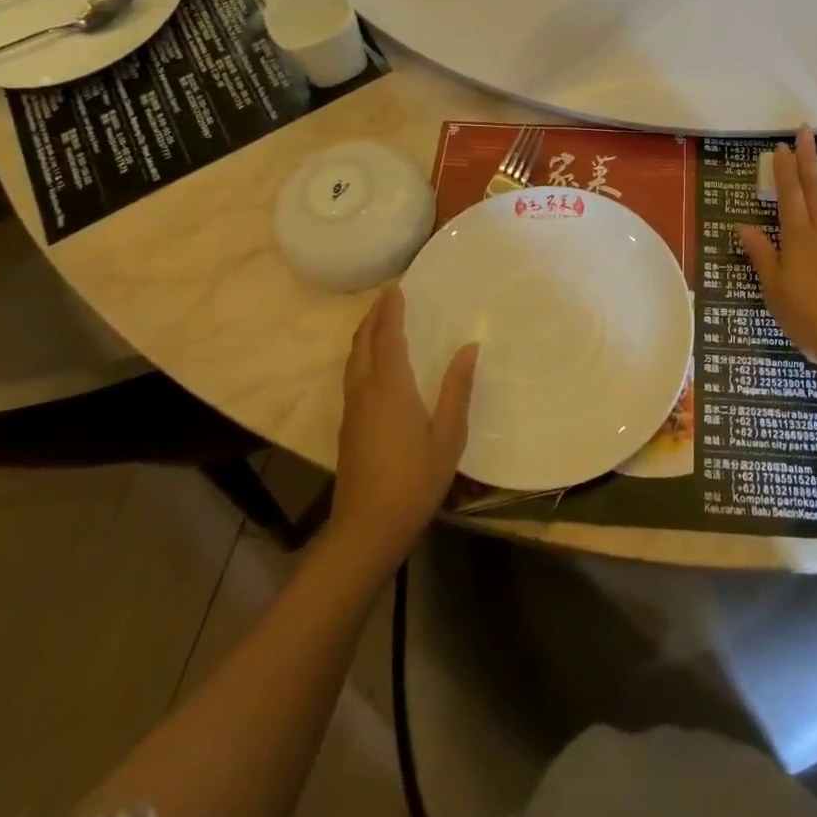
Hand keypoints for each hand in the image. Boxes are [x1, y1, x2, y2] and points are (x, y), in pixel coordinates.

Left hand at [331, 288, 476, 571]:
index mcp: (390, 388)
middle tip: (389, 296)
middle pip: (363, 342)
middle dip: (374, 316)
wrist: (366, 529)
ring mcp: (352, 409)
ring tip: (381, 320)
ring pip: (353, 358)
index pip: (387, 337)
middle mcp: (365, 390)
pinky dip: (362, 354)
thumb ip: (457, 389)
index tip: (398, 287)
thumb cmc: (414, 481)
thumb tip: (469, 347)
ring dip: (365, 334)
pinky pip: (352, 374)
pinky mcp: (347, 425)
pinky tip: (374, 363)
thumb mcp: (448, 436)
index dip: (391, 311)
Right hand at [738, 130, 816, 377]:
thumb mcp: (776, 291)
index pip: (788, 195)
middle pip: (816, 185)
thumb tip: (743, 227)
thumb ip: (762, 256)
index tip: (781, 146)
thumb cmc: (812, 319)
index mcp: (798, 238)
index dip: (783, 170)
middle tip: (807, 128)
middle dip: (810, 156)